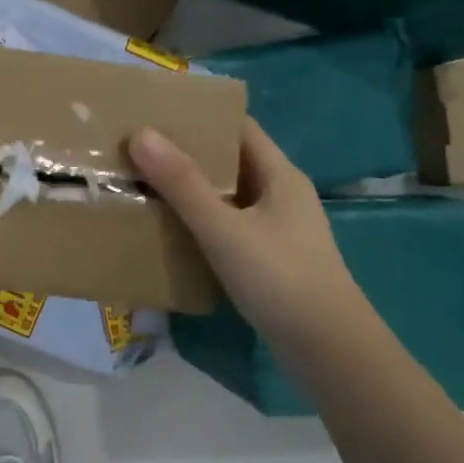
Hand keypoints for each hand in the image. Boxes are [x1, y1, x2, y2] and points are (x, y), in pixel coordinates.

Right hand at [128, 118, 360, 346]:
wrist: (327, 351)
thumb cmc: (280, 278)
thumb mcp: (224, 228)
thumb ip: (182, 184)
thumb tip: (141, 134)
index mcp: (280, 175)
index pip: (238, 127)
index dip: (200, 115)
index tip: (154, 112)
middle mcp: (280, 195)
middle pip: (229, 161)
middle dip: (185, 152)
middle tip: (135, 148)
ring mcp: (275, 228)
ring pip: (225, 196)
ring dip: (188, 189)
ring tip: (141, 183)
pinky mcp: (267, 258)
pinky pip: (226, 226)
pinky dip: (197, 221)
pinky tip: (167, 229)